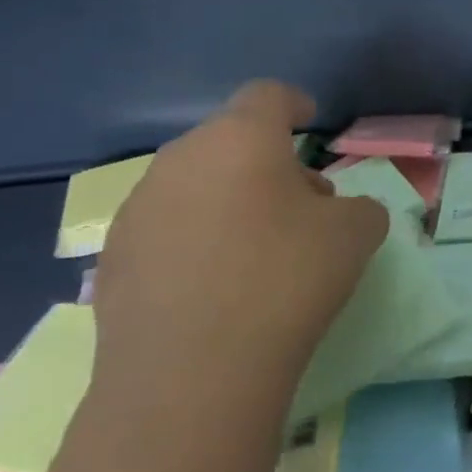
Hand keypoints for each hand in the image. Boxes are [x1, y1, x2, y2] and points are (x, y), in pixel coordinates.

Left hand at [90, 81, 388, 413]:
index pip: (268, 95)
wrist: (191, 376)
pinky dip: (194, 240)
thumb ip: (359, 207)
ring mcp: (137, 209)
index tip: (310, 121)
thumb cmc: (286, 281)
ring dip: (229, 199)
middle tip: (299, 204)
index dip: (294, 103)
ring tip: (256, 249)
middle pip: (230, 141)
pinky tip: (214, 286)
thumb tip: (340, 212)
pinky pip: (166, 229)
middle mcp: (180, 160)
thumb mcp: (355, 235)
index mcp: (240, 139)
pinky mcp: (112, 259)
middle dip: (267, 162)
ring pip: (194, 184)